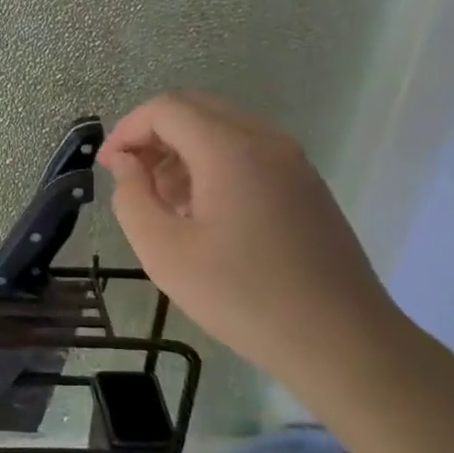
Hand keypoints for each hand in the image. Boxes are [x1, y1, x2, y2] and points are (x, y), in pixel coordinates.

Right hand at [98, 92, 408, 393]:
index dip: (128, 130)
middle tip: (131, 179)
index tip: (109, 168)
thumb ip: (132, 198)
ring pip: (222, 129)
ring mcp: (292, 161)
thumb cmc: (244, 296)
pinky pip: (248, 152)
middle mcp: (265, 140)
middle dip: (153, 136)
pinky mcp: (306, 185)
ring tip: (163, 202)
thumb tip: (127, 164)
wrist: (344, 343)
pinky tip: (204, 213)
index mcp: (230, 148)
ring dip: (182, 151)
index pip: (166, 109)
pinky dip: (213, 165)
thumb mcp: (165, 252)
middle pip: (195, 110)